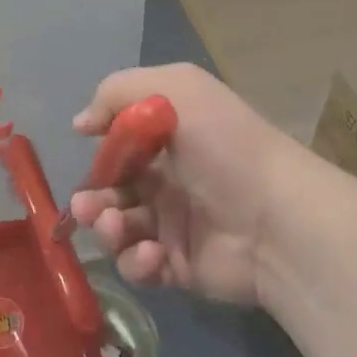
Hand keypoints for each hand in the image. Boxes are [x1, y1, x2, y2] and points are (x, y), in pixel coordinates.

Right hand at [68, 64, 307, 305]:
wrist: (277, 219)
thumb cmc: (225, 147)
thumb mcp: (177, 90)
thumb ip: (117, 93)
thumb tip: (80, 124)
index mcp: (168, 140)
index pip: (118, 148)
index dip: (100, 155)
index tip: (90, 158)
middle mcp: (168, 181)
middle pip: (110, 192)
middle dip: (92, 199)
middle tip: (89, 207)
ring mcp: (172, 226)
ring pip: (117, 231)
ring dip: (107, 230)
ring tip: (117, 228)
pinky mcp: (177, 266)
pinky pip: (139, 266)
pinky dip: (137, 261)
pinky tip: (155, 254)